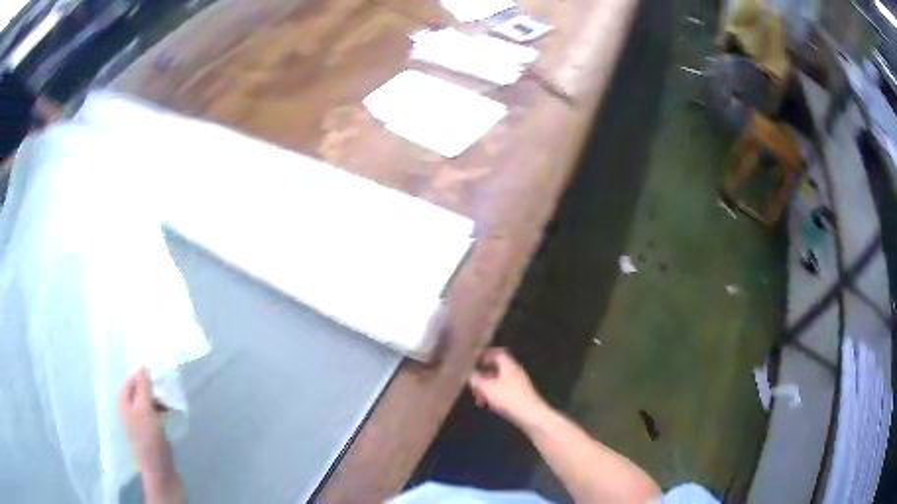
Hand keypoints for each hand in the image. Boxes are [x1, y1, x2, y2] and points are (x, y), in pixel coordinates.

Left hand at [119, 369, 183, 502]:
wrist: (161, 472)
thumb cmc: (149, 438)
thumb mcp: (145, 409)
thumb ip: (144, 387)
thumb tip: (143, 366)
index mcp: (124, 404)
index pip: (130, 382)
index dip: (141, 375)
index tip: (157, 373)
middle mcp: (130, 412)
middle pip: (140, 393)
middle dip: (152, 388)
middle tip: (166, 386)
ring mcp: (142, 425)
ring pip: (149, 405)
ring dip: (159, 400)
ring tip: (172, 400)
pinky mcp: (153, 435)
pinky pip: (156, 417)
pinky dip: (163, 412)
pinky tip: (172, 414)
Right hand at [469, 348, 547, 425]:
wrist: (530, 415)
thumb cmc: (508, 398)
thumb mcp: (488, 388)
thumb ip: (477, 379)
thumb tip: (470, 373)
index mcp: (509, 365)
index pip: (497, 353)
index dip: (485, 354)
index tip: (473, 359)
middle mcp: (514, 371)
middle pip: (496, 367)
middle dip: (483, 374)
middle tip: (472, 382)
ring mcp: (518, 383)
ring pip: (498, 380)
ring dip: (487, 386)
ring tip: (478, 397)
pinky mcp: (519, 394)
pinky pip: (503, 389)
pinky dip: (493, 394)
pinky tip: (487, 404)